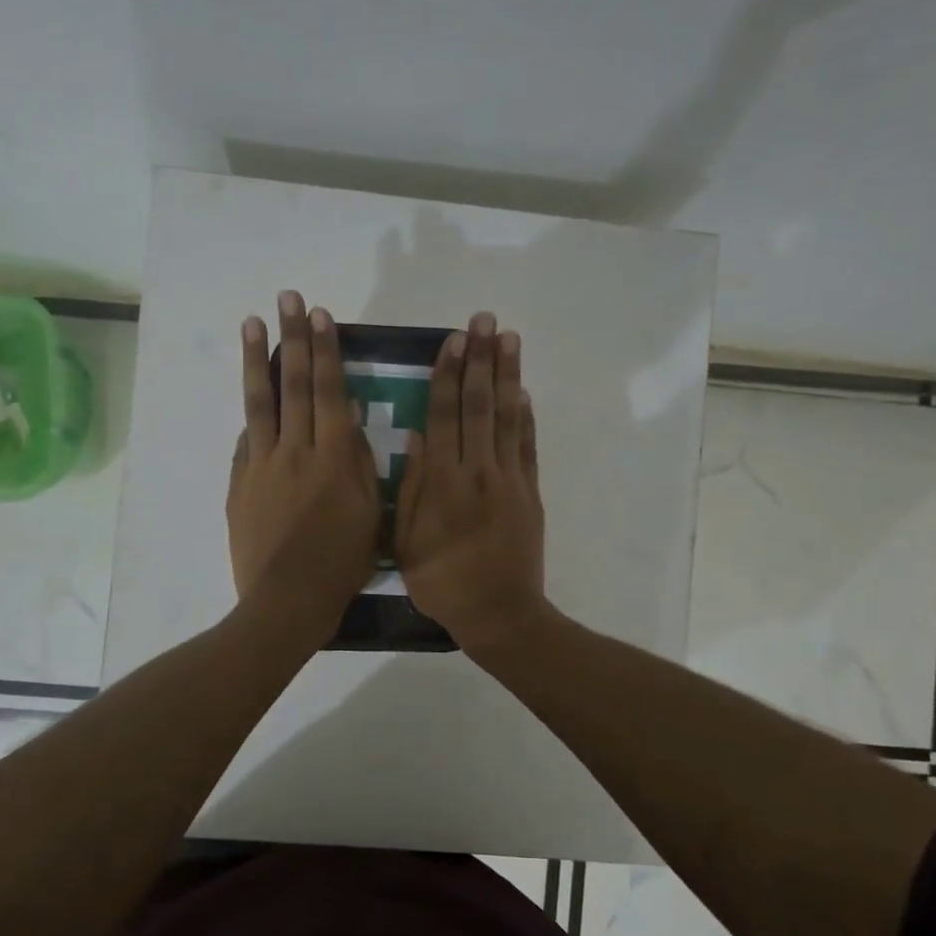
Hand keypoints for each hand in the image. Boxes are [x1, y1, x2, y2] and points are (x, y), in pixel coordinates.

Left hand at [226, 291, 380, 649]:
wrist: (287, 601)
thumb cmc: (342, 563)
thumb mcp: (371, 513)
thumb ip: (359, 464)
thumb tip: (346, 421)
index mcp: (333, 456)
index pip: (327, 390)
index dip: (324, 351)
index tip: (320, 315)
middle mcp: (295, 450)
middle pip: (292, 384)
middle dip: (292, 338)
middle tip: (288, 299)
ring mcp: (261, 465)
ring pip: (260, 403)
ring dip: (258, 359)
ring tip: (253, 323)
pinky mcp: (240, 484)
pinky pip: (247, 441)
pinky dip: (251, 415)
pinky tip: (251, 394)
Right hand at [395, 311, 547, 652]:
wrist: (499, 614)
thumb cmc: (442, 582)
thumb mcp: (406, 540)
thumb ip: (411, 486)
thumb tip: (416, 435)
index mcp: (443, 482)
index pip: (444, 416)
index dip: (448, 376)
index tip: (451, 341)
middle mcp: (478, 471)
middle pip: (479, 405)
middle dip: (480, 360)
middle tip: (483, 320)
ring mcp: (509, 479)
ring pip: (509, 417)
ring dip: (508, 374)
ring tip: (508, 337)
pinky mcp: (530, 492)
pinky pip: (528, 446)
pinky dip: (527, 416)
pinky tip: (524, 390)